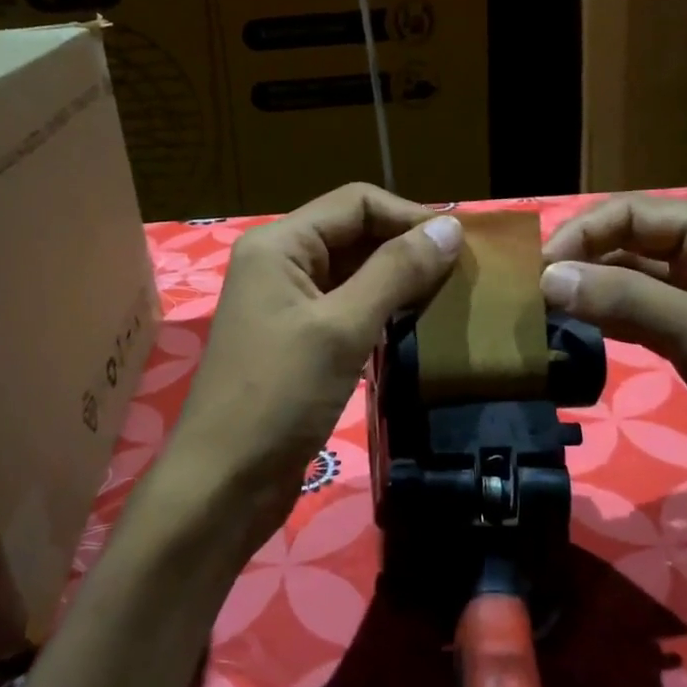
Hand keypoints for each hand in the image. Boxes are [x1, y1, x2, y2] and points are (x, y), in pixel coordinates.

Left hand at [156, 184, 462, 562]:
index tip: (460, 246)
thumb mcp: (342, 328)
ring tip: (448, 298)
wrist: (225, 484)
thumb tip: (450, 227)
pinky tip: (416, 326)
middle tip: (461, 274)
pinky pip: (348, 307)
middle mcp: (281, 263)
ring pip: (354, 271)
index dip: (409, 216)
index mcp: (280, 245)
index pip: (356, 202)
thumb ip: (396, 272)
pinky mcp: (299, 339)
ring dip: (398, 279)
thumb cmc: (278, 396)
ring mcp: (288, 303)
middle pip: (355, 233)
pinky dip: (382, 310)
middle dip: (406, 247)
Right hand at [540, 195, 686, 561]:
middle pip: (625, 246)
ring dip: (586, 296)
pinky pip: (636, 322)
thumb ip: (632, 305)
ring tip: (537, 315)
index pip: (632, 215)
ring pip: (626, 286)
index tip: (536, 272)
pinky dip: (602, 326)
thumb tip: (549, 279)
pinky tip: (568, 336)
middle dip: (578, 265)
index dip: (581, 236)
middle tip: (526, 297)